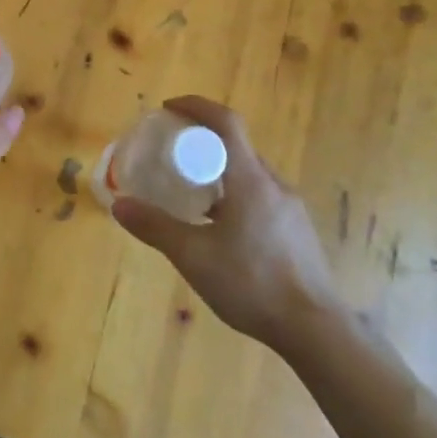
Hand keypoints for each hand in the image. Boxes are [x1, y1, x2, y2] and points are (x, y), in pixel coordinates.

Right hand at [111, 95, 342, 350]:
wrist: (316, 330)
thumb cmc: (252, 283)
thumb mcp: (193, 256)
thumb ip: (155, 227)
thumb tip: (120, 204)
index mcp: (250, 180)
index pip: (226, 122)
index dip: (196, 106)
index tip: (169, 108)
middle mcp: (273, 185)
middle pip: (237, 147)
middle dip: (203, 142)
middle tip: (172, 154)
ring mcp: (290, 209)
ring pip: (249, 175)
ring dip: (219, 172)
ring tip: (191, 194)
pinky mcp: (297, 231)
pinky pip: (260, 197)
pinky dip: (234, 195)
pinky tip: (220, 229)